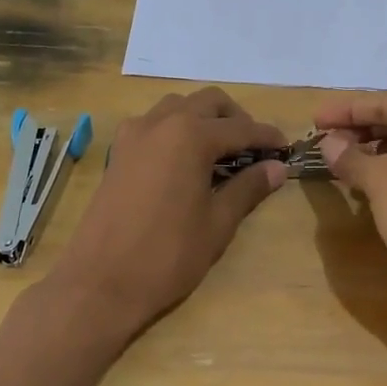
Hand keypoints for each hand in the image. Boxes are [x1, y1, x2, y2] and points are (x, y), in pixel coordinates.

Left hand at [46, 88, 286, 344]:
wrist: (100, 283)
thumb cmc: (167, 255)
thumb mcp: (217, 223)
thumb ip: (248, 188)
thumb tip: (277, 168)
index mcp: (190, 136)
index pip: (241, 128)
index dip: (267, 137)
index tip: (287, 148)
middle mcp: (162, 122)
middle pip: (208, 102)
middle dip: (236, 118)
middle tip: (254, 149)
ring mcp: (134, 134)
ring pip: (178, 106)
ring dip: (203, 118)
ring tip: (220, 152)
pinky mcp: (118, 151)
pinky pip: (153, 123)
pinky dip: (176, 128)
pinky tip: (184, 161)